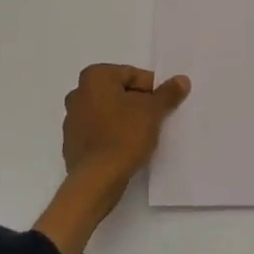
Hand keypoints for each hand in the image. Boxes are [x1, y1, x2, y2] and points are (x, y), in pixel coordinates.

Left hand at [61, 63, 191, 190]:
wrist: (96, 179)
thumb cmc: (124, 135)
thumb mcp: (153, 111)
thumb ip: (168, 93)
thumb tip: (182, 80)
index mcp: (95, 77)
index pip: (132, 74)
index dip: (152, 89)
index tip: (164, 104)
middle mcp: (78, 93)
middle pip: (118, 92)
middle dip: (137, 103)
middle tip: (156, 118)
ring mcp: (71, 120)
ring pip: (107, 112)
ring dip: (124, 119)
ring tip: (143, 135)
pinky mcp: (71, 143)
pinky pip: (98, 132)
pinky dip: (112, 135)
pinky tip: (126, 148)